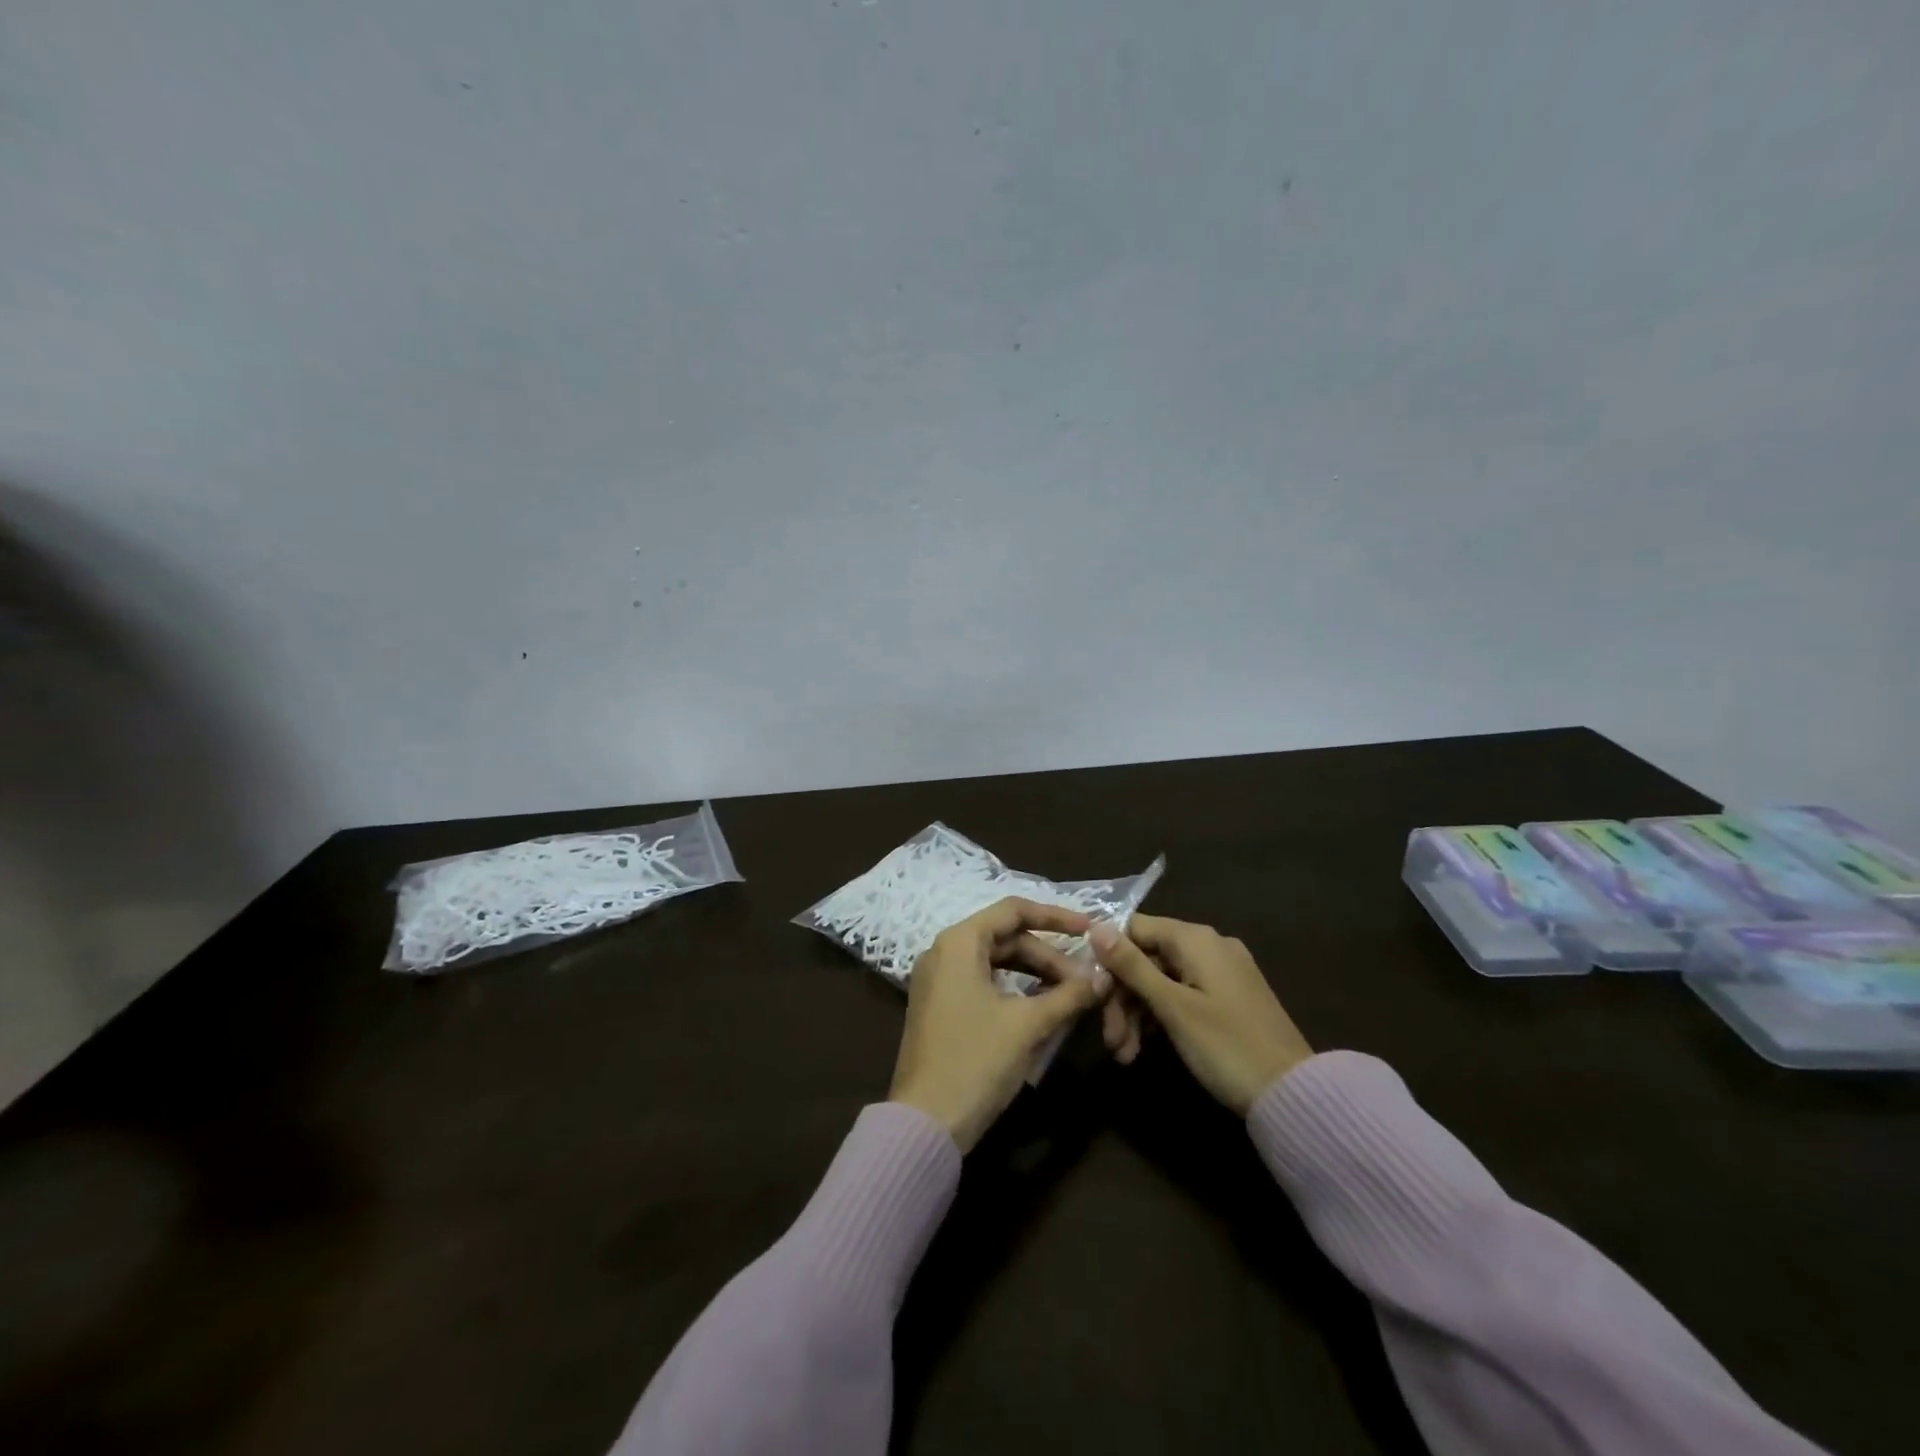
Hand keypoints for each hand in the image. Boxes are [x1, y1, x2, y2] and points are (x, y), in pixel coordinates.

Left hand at [890, 897, 1111, 1151]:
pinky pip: (982, 982)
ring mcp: (938, 980)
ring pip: (995, 961)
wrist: (925, 1122)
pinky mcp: (939, 1006)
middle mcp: (943, 951)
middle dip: (1048, 955)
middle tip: (1085, 980)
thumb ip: (1068, 995)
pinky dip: (1014, 988)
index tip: (1089, 929)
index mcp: (959, 942)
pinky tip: (1041, 1006)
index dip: (1055, 916)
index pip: (1013, 910)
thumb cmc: (976, 1061)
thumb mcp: (1028, 1025)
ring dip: (1034, 973)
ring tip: (1070, 993)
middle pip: (1005, 937)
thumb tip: (1103, 977)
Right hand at [1089, 914, 1312, 1113]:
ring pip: (1162, 980)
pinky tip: (1144, 1048)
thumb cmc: (1226, 1047)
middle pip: (1146, 957)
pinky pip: (1182, 994)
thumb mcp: (1172, 1007)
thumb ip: (1132, 966)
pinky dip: (1160, 1017)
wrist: (1294, 1095)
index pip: (1134, 928)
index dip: (1107, 956)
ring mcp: (1221, 972)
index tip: (1090, 991)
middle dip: (1122, 997)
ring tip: (1124, 1055)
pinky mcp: (1228, 997)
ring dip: (1136, 1013)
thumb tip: (1095, 926)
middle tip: (1110, 1040)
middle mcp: (1209, 945)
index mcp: (1196, 939)